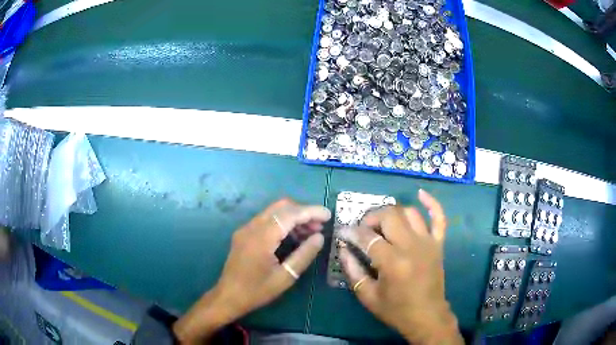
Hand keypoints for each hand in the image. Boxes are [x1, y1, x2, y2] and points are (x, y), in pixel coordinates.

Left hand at [173, 199, 330, 342]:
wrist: (228, 297)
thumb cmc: (257, 291)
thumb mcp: (285, 277)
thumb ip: (304, 255)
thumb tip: (320, 237)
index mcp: (262, 237)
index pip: (290, 214)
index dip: (311, 212)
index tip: (328, 215)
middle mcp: (252, 227)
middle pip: (281, 206)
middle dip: (303, 211)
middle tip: (320, 226)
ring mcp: (246, 228)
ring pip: (274, 212)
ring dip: (293, 217)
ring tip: (311, 232)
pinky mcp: (244, 233)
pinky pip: (266, 220)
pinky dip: (283, 223)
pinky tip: (294, 236)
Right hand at [339, 189, 462, 344]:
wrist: (427, 316)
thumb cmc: (396, 310)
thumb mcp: (367, 296)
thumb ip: (352, 270)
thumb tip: (343, 248)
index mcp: (393, 262)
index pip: (367, 237)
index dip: (351, 232)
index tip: (342, 232)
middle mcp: (412, 246)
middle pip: (389, 216)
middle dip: (371, 218)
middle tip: (363, 229)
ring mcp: (428, 242)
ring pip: (409, 213)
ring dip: (392, 213)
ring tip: (382, 223)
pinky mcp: (438, 244)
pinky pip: (439, 217)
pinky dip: (431, 203)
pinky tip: (421, 193)